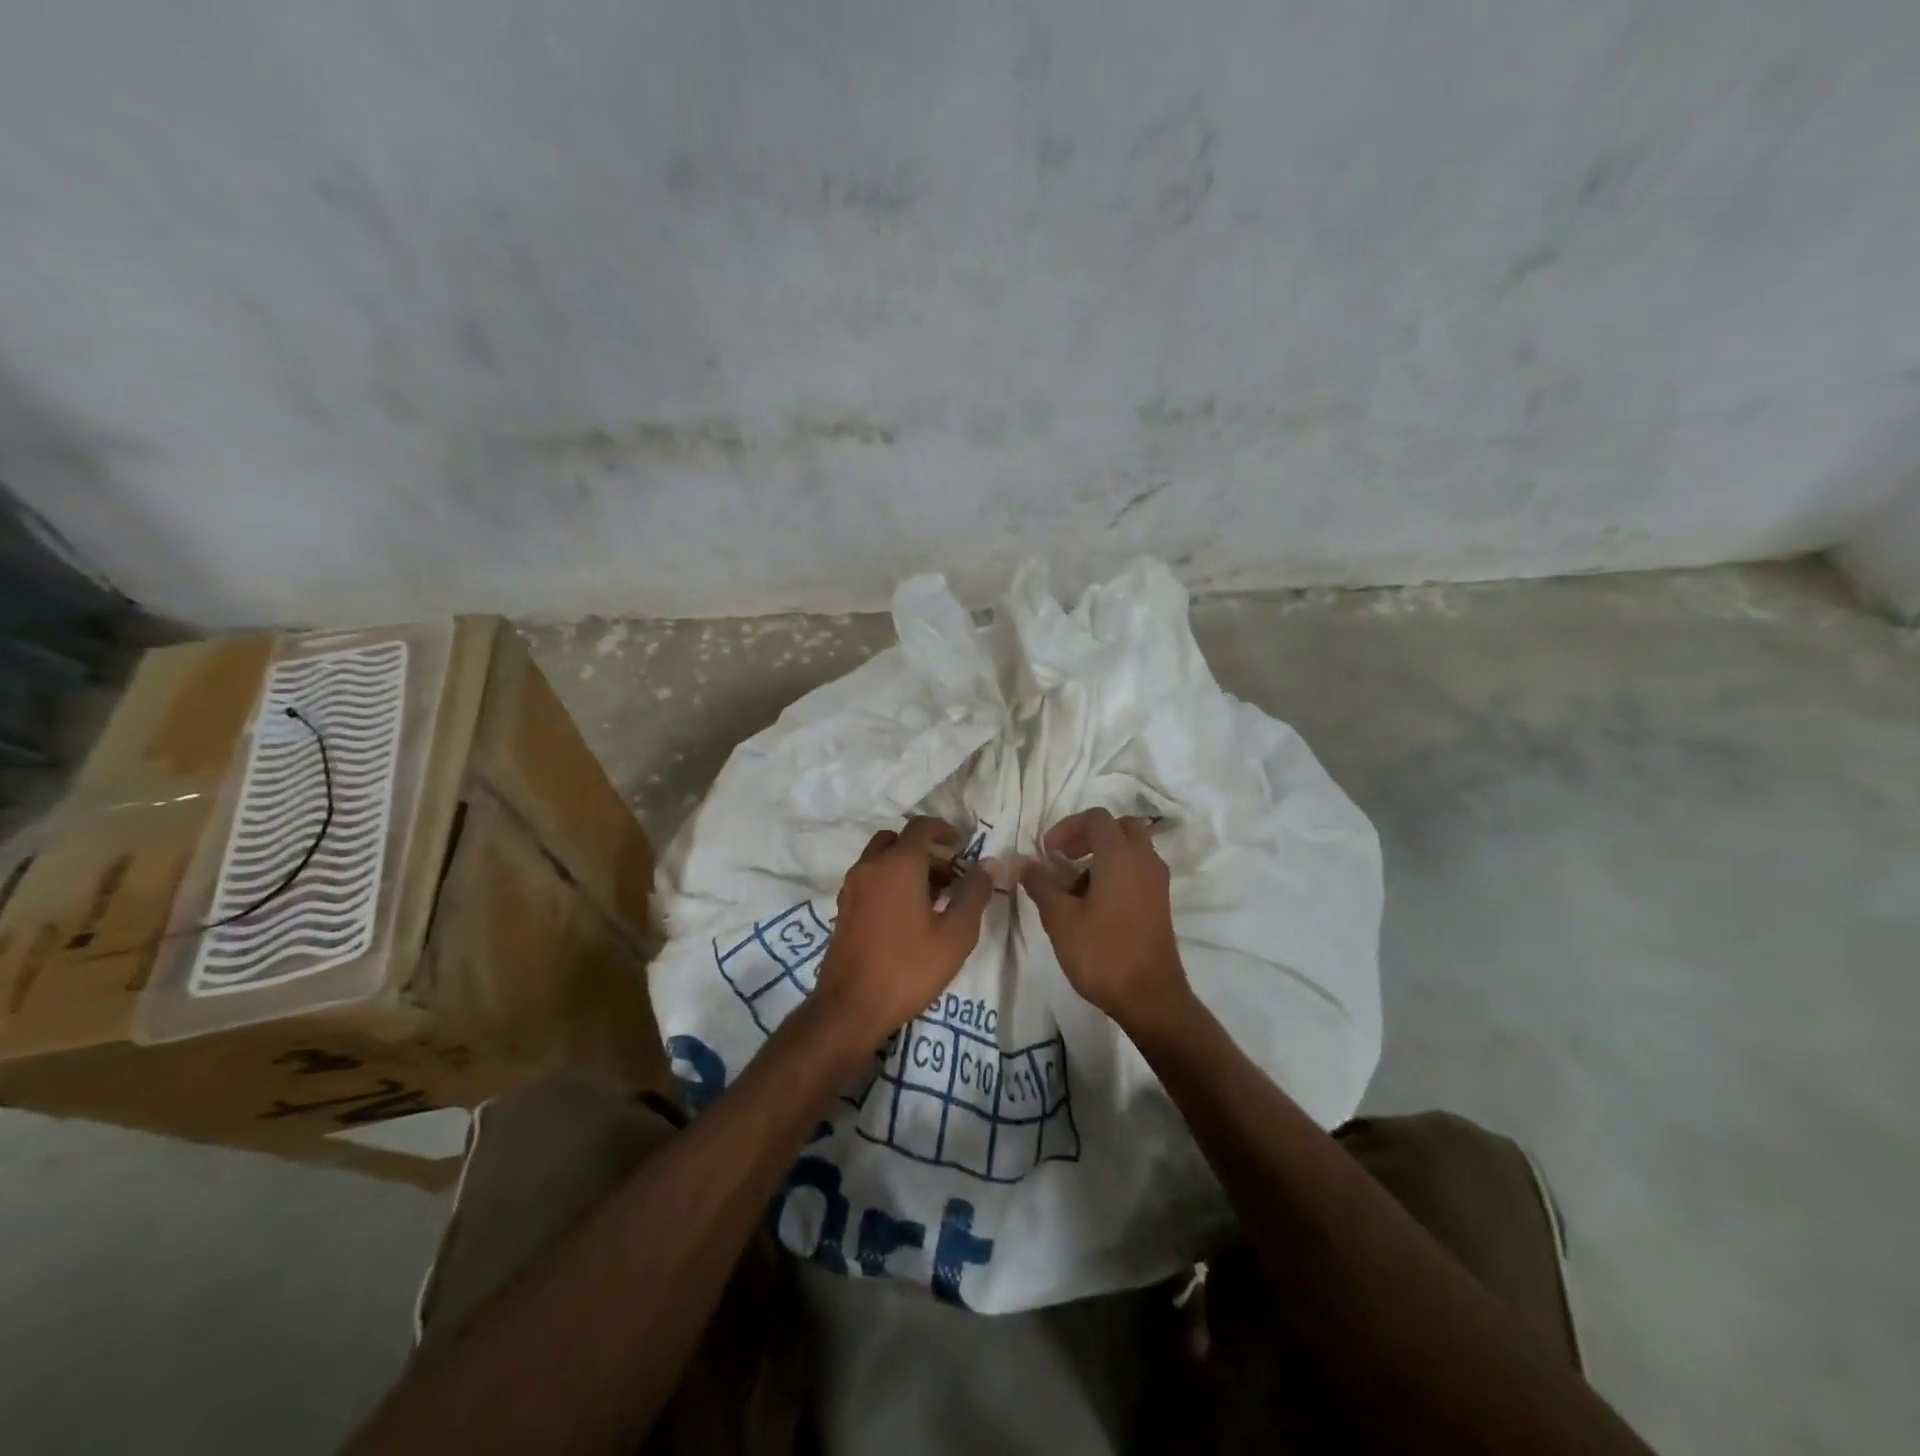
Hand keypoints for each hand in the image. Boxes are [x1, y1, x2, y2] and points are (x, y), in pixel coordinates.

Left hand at [810, 816, 993, 1052]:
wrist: (850, 1007)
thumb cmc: (908, 968)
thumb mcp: (955, 934)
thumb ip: (974, 894)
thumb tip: (988, 865)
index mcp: (898, 864)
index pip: (921, 826)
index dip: (944, 830)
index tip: (962, 847)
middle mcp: (870, 866)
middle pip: (898, 840)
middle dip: (925, 850)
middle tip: (949, 876)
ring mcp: (852, 887)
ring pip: (881, 859)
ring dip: (906, 866)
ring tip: (933, 899)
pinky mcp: (843, 908)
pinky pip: (870, 879)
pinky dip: (889, 882)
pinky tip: (907, 917)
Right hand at [1020, 808, 1189, 1029]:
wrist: (1150, 998)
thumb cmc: (1102, 953)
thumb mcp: (1060, 918)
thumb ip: (1040, 884)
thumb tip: (1022, 863)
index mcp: (1120, 856)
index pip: (1096, 818)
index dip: (1067, 827)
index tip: (1047, 852)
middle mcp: (1144, 860)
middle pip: (1120, 826)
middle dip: (1089, 834)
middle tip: (1065, 856)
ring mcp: (1156, 881)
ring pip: (1131, 848)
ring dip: (1103, 853)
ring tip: (1074, 885)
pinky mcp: (1159, 902)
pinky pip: (1138, 869)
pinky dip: (1117, 871)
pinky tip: (1094, 902)